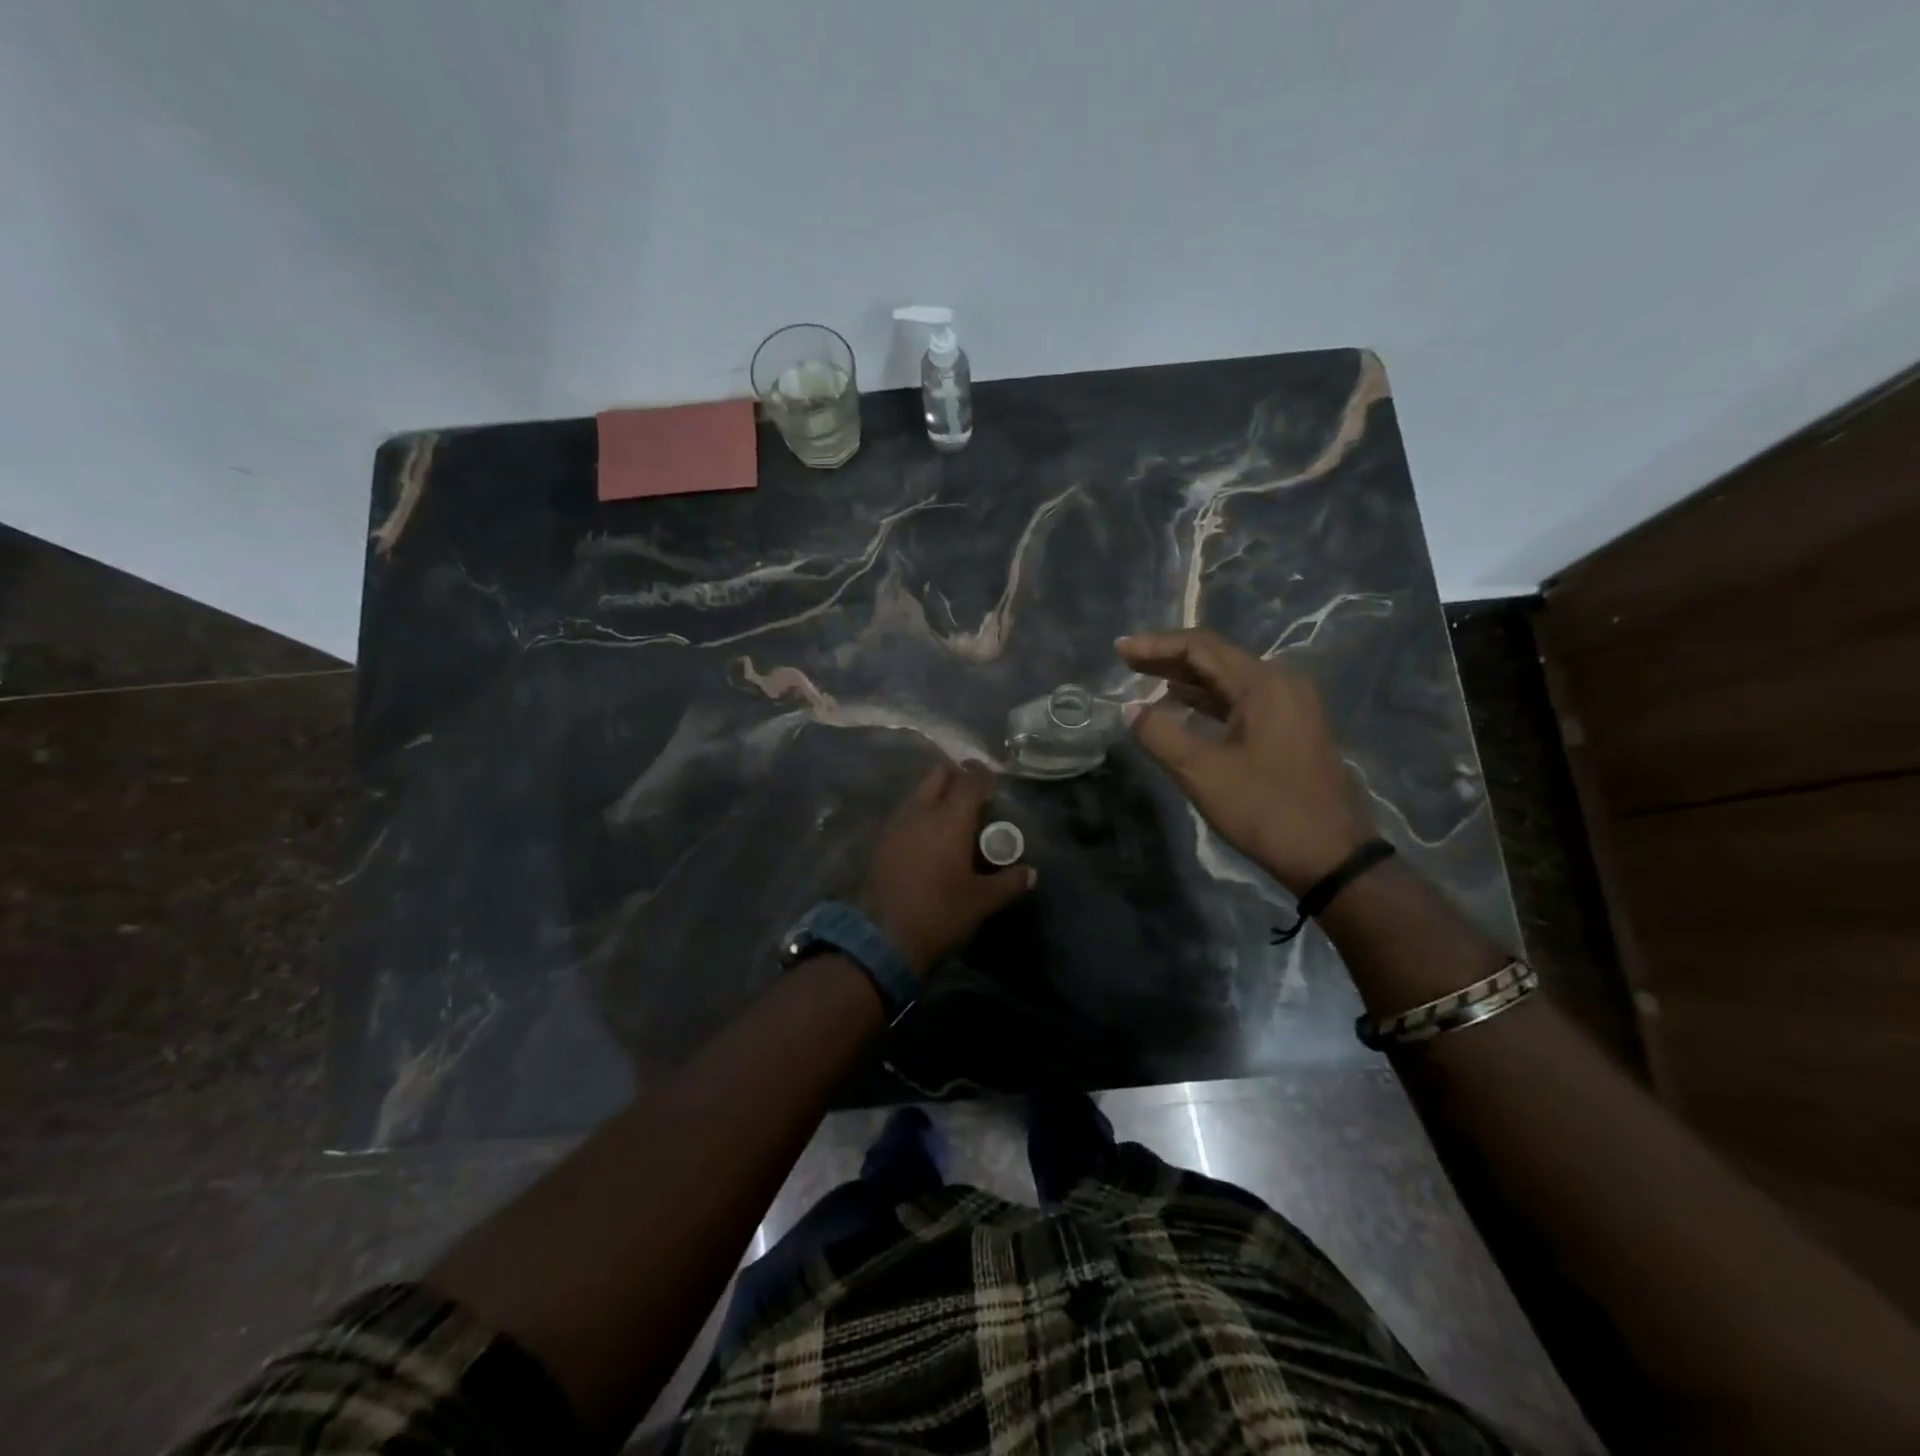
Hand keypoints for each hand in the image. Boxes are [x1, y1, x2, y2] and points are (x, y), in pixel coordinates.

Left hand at [858, 761, 1036, 975]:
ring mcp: (896, 823)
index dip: (983, 775)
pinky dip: (918, 814)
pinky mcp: (880, 839)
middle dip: (956, 777)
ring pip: (918, 791)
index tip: (992, 781)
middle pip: (938, 774)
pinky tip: (927, 838)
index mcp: (950, 819)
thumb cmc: (939, 913)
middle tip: (972, 798)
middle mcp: (921, 811)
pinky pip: (904, 812)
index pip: (969, 779)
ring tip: (950, 819)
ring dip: (935, 794)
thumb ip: (1009, 882)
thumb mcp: (982, 902)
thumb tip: (1031, 873)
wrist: (882, 938)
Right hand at [1117, 628, 1374, 894]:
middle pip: (1216, 658)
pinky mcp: (1290, 729)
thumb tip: (1131, 709)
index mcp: (1263, 685)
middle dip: (1168, 659)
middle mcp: (1280, 685)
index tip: (1119, 650)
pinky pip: (1241, 701)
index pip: (1201, 647)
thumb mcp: (1202, 773)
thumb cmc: (1265, 809)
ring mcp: (1290, 707)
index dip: (1156, 645)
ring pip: (1228, 680)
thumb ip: (1159, 734)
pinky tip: (1181, 707)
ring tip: (1146, 681)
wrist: (1331, 856)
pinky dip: (1207, 700)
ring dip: (1186, 680)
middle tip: (1127, 661)